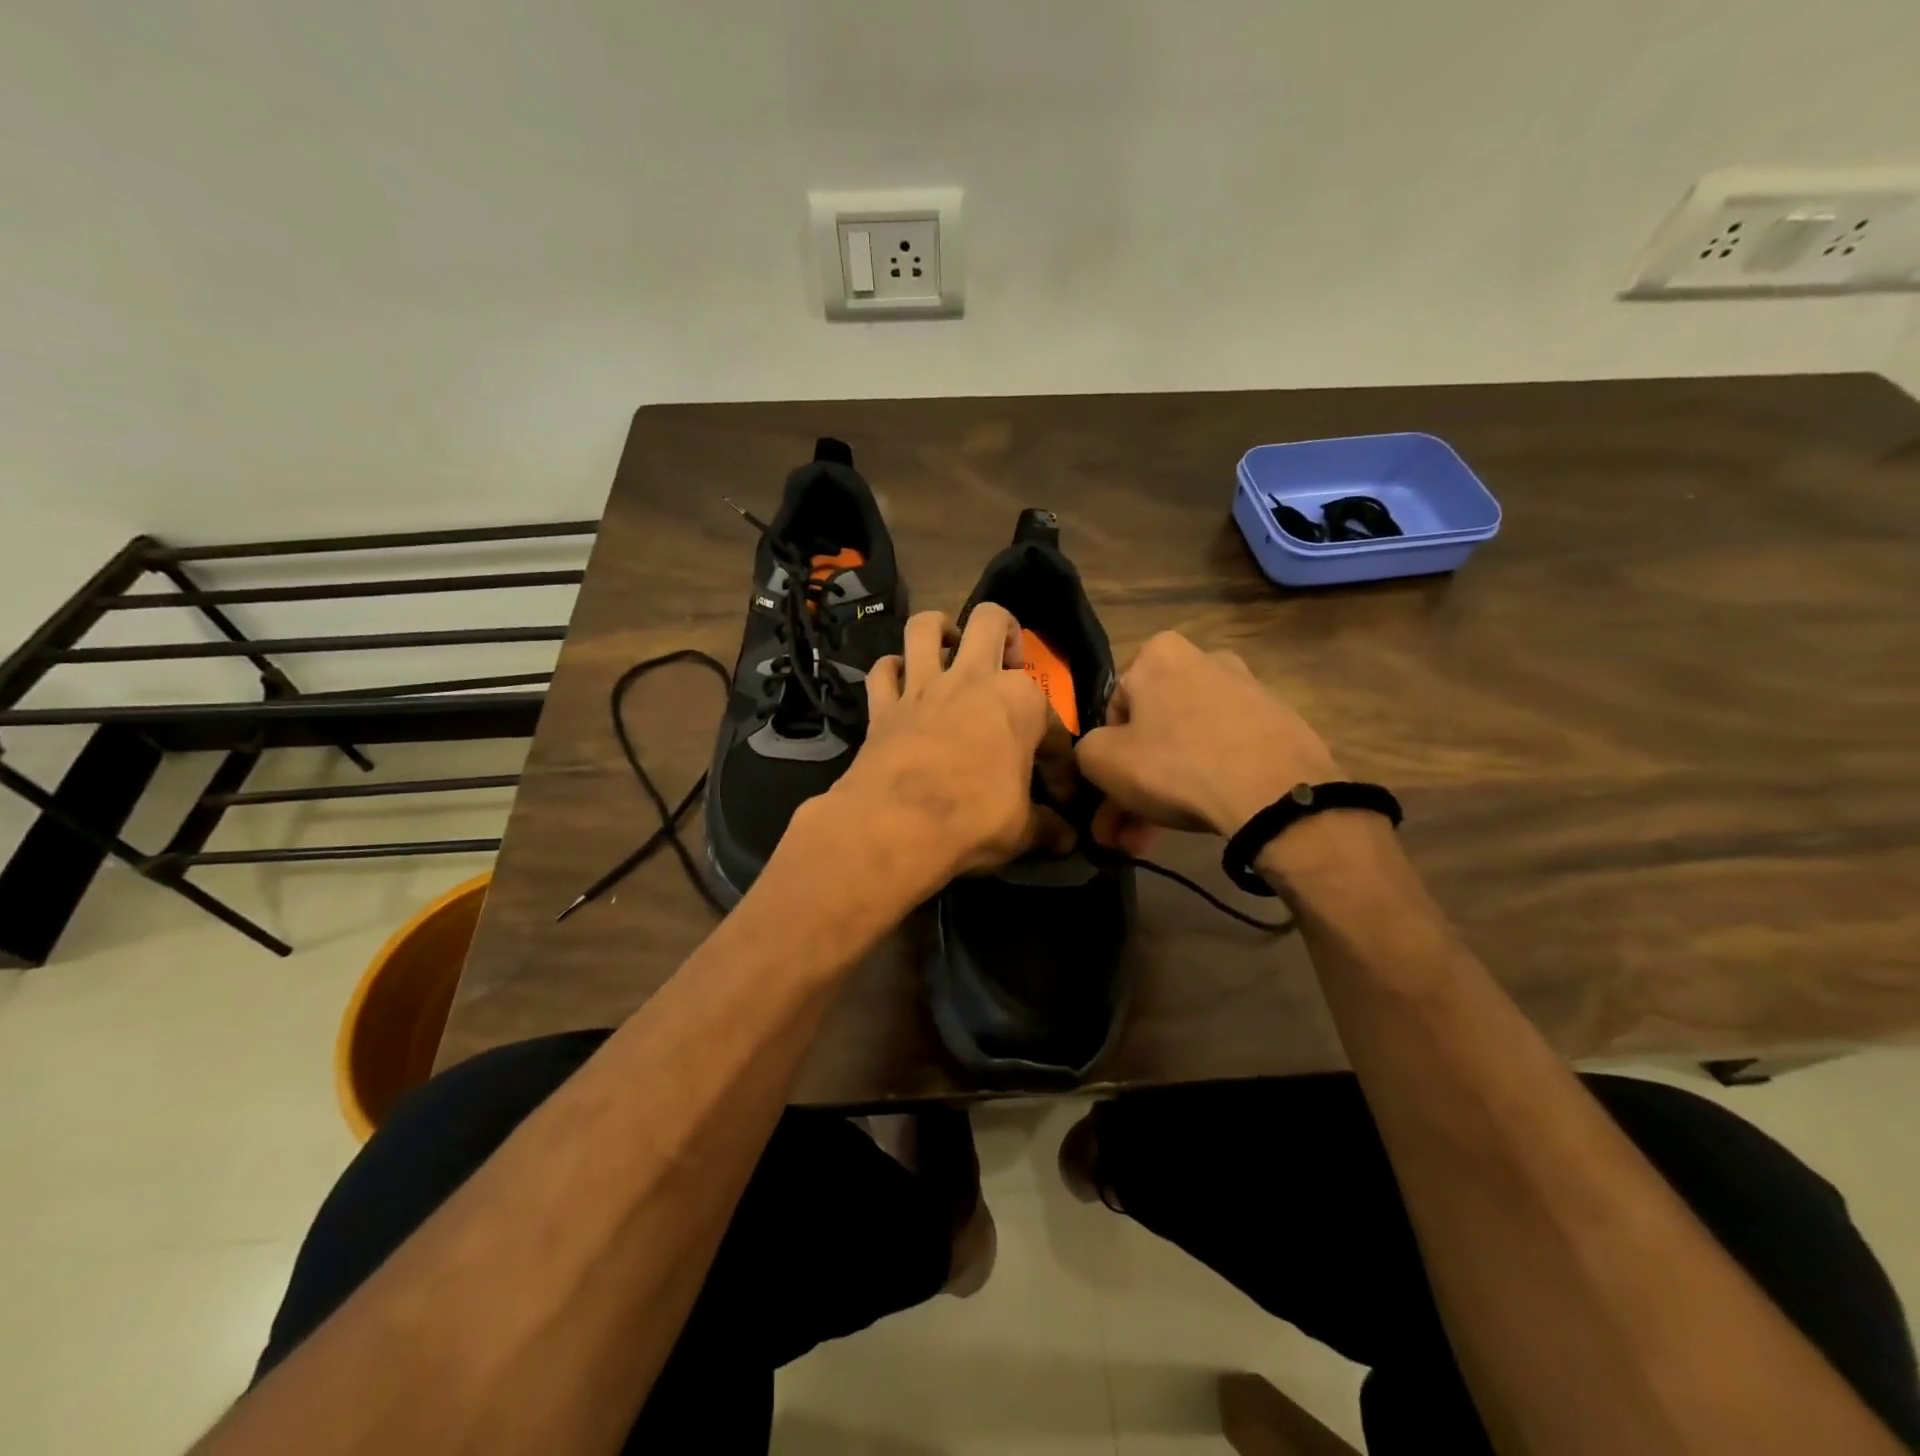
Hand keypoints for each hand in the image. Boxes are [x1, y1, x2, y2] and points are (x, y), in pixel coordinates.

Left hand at [821, 604, 1052, 887]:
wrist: (895, 826)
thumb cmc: (973, 820)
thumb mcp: (1022, 830)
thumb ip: (1047, 827)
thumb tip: (1067, 839)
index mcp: (1019, 701)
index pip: (1052, 724)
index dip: (1059, 761)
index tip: (1057, 793)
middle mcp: (971, 679)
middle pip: (990, 621)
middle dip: (1005, 632)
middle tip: (1007, 663)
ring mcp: (922, 687)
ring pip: (925, 627)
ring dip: (939, 631)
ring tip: (949, 650)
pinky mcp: (882, 706)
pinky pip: (882, 672)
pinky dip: (891, 673)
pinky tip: (900, 684)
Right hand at [1076, 631, 1341, 843]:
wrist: (1274, 793)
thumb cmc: (1175, 764)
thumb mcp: (1101, 760)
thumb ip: (1085, 750)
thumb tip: (1097, 756)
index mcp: (1159, 653)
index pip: (1114, 708)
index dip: (1106, 756)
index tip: (1107, 795)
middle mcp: (1205, 659)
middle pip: (1153, 731)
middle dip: (1133, 784)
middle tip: (1122, 831)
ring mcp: (1248, 692)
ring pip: (1187, 746)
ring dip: (1165, 791)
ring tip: (1152, 839)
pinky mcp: (1279, 724)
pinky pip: (1225, 754)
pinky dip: (1207, 782)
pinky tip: (1198, 818)